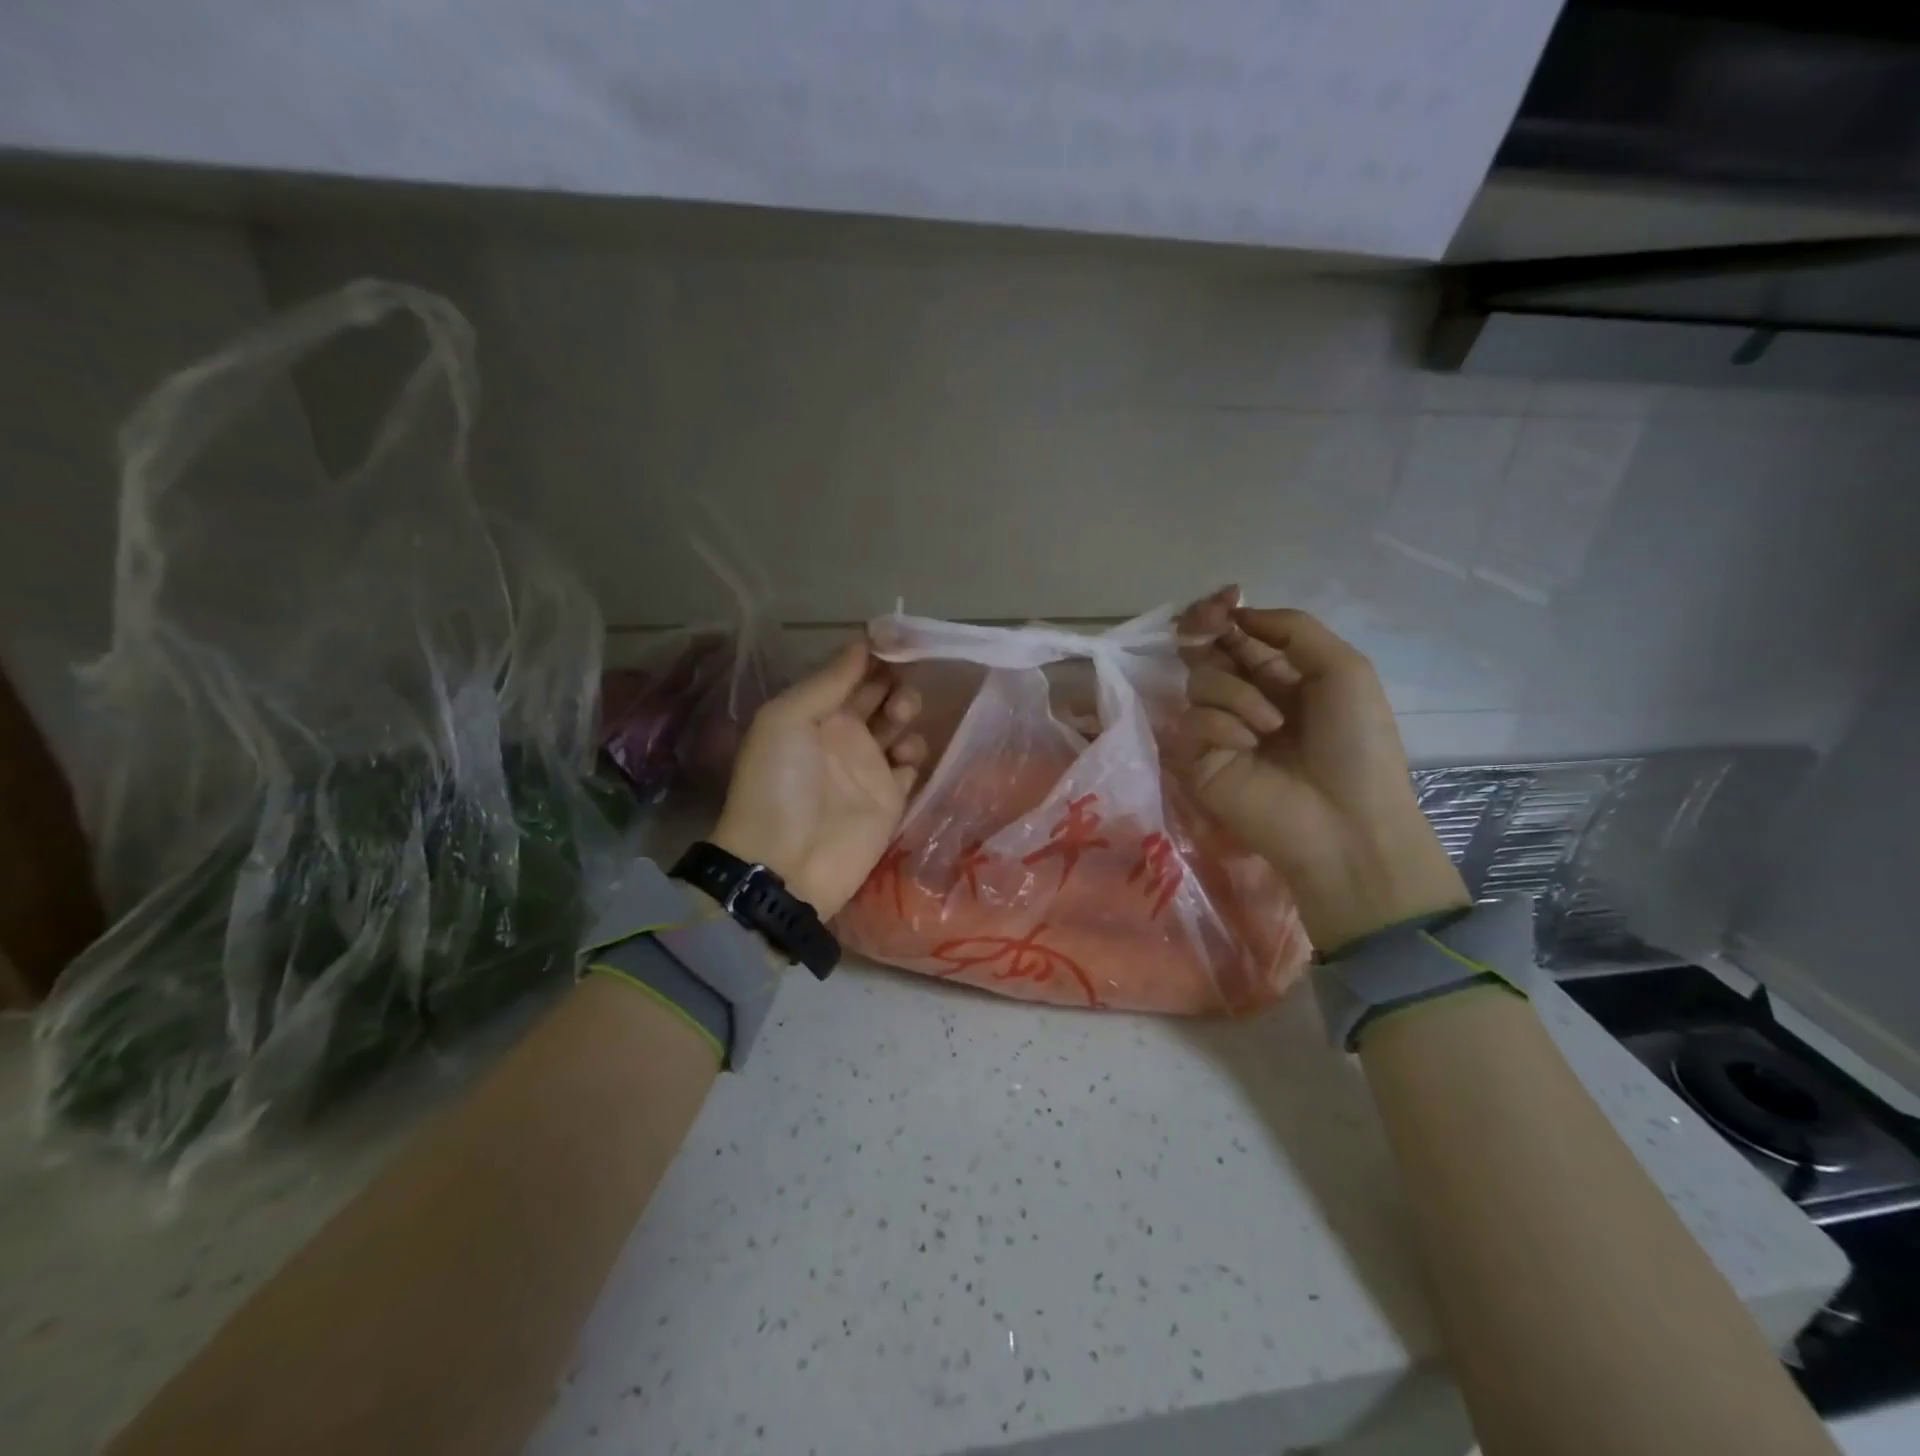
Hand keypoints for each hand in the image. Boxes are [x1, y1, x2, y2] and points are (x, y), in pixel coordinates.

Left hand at [709, 640, 926, 920]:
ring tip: (899, 721)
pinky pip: (911, 765)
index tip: (897, 640)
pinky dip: (915, 754)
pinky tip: (904, 757)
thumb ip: (827, 682)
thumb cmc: (778, 785)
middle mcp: (843, 734)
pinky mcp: (890, 798)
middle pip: (879, 694)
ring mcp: (868, 766)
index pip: (849, 672)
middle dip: (893, 681)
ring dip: (906, 713)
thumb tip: (862, 642)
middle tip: (898, 688)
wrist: (786, 863)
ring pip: (899, 725)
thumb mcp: (786, 720)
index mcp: (814, 712)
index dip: (872, 655)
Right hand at [1174, 588, 1468, 952]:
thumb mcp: (1345, 670)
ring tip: (1269, 727)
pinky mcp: (1197, 760)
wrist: (1346, 822)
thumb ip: (1292, 630)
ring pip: (1199, 682)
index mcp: (1282, 676)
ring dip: (1235, 694)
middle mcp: (1245, 698)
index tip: (1222, 601)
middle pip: (1206, 651)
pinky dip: (1220, 726)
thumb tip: (1238, 613)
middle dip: (1207, 632)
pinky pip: (1192, 721)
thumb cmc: (1357, 745)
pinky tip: (1246, 747)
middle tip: (1211, 626)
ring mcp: (1219, 730)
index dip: (1224, 613)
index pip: (1238, 635)